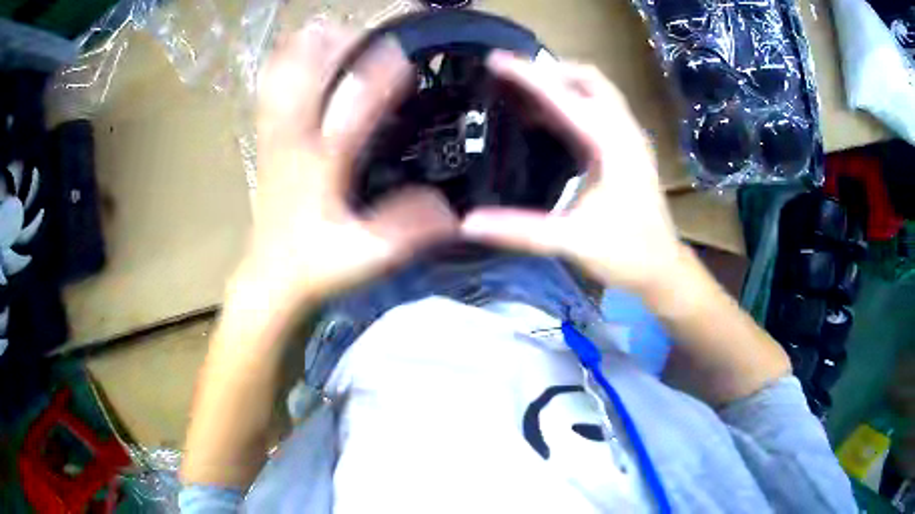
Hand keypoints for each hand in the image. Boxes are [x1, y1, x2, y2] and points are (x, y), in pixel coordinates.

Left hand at [241, 24, 458, 311]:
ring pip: (281, 81)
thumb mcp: (368, 256)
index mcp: (321, 167)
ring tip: (328, 27)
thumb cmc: (316, 267)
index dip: (378, 78)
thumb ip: (408, 231)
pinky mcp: (267, 143)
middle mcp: (293, 143)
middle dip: (334, 47)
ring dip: (304, 50)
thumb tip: (451, 210)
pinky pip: (268, 95)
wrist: (269, 278)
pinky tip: (293, 53)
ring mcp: (275, 140)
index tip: (404, 56)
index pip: (351, 110)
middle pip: (306, 79)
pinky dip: (280, 68)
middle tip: (363, 29)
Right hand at [462, 51, 683, 294]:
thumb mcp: (572, 241)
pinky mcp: (626, 149)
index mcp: (613, 145)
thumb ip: (520, 231)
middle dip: (549, 70)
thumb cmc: (627, 253)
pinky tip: (546, 117)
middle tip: (511, 75)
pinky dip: (571, 102)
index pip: (564, 97)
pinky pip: (597, 110)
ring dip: (561, 83)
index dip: (528, 76)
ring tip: (523, 89)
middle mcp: (624, 132)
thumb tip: (467, 223)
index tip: (495, 60)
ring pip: (595, 91)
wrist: (663, 268)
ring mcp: (628, 138)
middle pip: (588, 79)